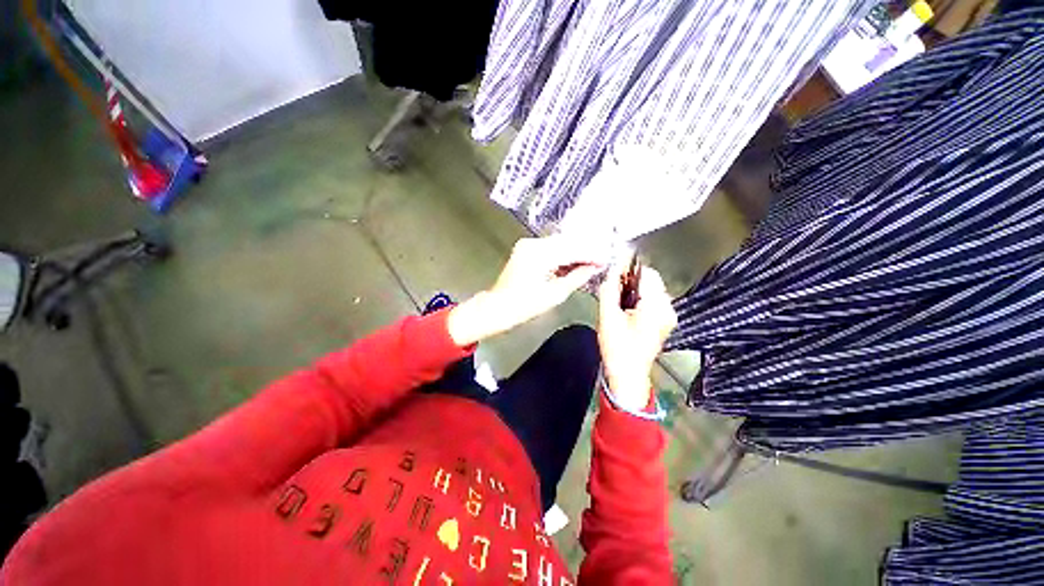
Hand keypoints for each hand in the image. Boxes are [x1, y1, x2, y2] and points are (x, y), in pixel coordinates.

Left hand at [448, 236, 607, 345]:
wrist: (498, 306)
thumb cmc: (524, 305)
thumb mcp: (555, 294)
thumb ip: (577, 277)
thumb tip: (594, 268)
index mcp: (540, 254)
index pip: (573, 249)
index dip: (591, 254)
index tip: (605, 260)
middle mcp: (533, 244)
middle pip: (567, 243)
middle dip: (585, 252)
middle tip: (600, 261)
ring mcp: (528, 245)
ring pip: (559, 244)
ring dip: (574, 253)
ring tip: (589, 263)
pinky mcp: (526, 249)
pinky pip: (550, 248)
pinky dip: (562, 255)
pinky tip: (572, 263)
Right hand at [597, 262, 676, 411]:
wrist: (627, 375)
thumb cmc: (617, 348)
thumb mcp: (608, 316)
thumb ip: (609, 289)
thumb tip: (611, 269)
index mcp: (656, 306)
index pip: (646, 273)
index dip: (628, 269)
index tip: (613, 273)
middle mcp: (668, 308)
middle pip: (649, 280)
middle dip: (630, 281)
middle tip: (612, 290)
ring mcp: (668, 315)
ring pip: (650, 289)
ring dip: (633, 290)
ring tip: (618, 302)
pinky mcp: (664, 321)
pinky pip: (651, 300)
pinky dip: (638, 299)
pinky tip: (626, 310)